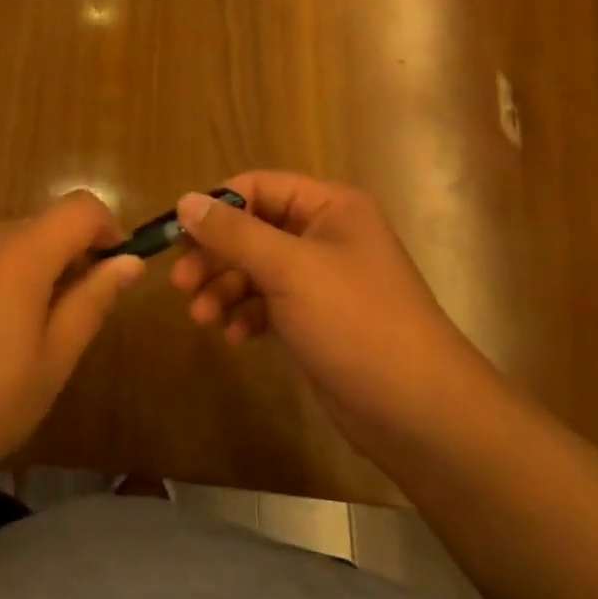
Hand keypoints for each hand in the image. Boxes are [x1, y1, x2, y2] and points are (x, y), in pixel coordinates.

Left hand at [0, 192, 143, 485]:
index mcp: (18, 252)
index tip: (112, 271)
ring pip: (11, 240)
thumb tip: (129, 261)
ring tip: (24, 334)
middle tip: (70, 319)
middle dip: (69, 257)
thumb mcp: (52, 360)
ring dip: (33, 268)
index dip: (108, 229)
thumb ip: (92, 300)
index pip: (80, 207)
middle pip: (44, 224)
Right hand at [172, 173, 467, 444]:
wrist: (418, 412)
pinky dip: (247, 314)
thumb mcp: (288, 269)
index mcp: (330, 207)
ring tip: (201, 317)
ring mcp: (322, 279)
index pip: (259, 186)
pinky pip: (269, 302)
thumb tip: (185, 200)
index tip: (179, 234)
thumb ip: (234, 233)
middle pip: (253, 229)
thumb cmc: (355, 321)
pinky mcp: (317, 318)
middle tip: (180, 283)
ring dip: (225, 288)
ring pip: (257, 269)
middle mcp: (326, 235)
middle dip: (215, 255)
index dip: (218, 206)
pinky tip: (234, 336)